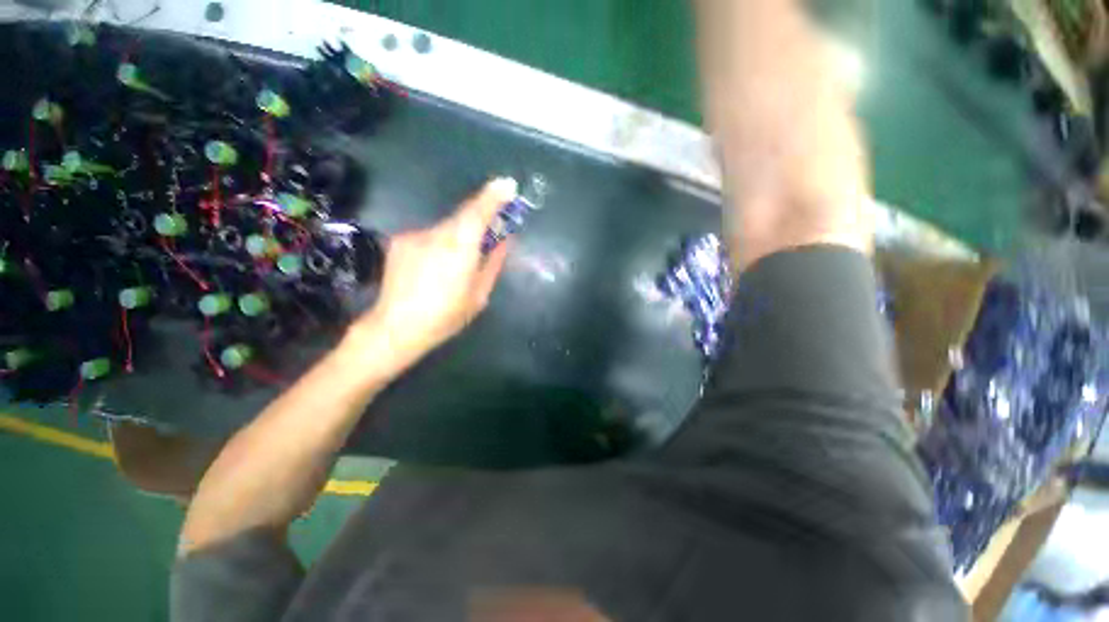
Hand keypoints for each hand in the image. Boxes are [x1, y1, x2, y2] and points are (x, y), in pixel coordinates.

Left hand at [345, 178, 517, 374]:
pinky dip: (439, 245)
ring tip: (455, 267)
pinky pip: (429, 236)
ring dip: (458, 239)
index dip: (493, 196)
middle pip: (463, 218)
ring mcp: (414, 236)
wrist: (396, 328)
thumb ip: (494, 262)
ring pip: (446, 228)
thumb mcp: (479, 295)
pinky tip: (434, 269)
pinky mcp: (399, 241)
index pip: (477, 213)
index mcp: (459, 250)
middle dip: (479, 222)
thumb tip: (505, 240)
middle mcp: (435, 235)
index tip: (508, 184)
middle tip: (489, 237)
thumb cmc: (446, 316)